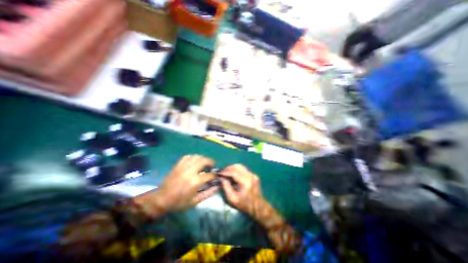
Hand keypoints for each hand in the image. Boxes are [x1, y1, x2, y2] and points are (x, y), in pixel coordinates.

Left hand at [133, 155, 217, 216]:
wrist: (161, 199)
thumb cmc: (179, 202)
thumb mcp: (195, 201)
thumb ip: (208, 193)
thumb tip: (217, 186)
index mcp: (195, 181)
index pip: (210, 175)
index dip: (215, 175)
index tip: (216, 176)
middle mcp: (190, 171)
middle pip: (204, 160)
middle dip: (211, 162)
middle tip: (212, 165)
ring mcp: (183, 166)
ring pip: (197, 156)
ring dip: (203, 158)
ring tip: (205, 162)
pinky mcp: (178, 165)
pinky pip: (188, 156)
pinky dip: (194, 157)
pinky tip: (195, 161)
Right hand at [220, 164, 299, 252]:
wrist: (258, 206)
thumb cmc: (244, 204)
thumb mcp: (232, 199)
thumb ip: (226, 187)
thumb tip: (222, 178)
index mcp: (246, 182)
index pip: (234, 172)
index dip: (226, 171)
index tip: (220, 173)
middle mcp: (250, 176)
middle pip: (238, 166)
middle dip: (229, 168)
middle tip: (223, 172)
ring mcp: (253, 174)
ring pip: (241, 166)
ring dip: (232, 168)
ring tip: (227, 172)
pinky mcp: (253, 175)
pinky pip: (243, 169)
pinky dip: (237, 170)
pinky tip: (233, 174)